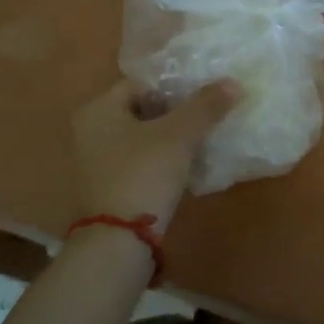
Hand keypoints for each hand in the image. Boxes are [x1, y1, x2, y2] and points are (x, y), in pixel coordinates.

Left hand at [71, 78, 239, 233]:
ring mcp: (96, 162)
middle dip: (176, 113)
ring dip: (171, 138)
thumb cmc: (143, 173)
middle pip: (142, 110)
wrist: (119, 240)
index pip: (141, 84)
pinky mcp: (107, 187)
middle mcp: (89, 131)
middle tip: (208, 115)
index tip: (204, 94)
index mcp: (98, 110)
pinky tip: (188, 166)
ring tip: (204, 138)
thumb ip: (205, 106)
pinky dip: (161, 160)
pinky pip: (139, 162)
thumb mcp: (179, 135)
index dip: (175, 86)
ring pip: (142, 138)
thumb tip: (233, 83)